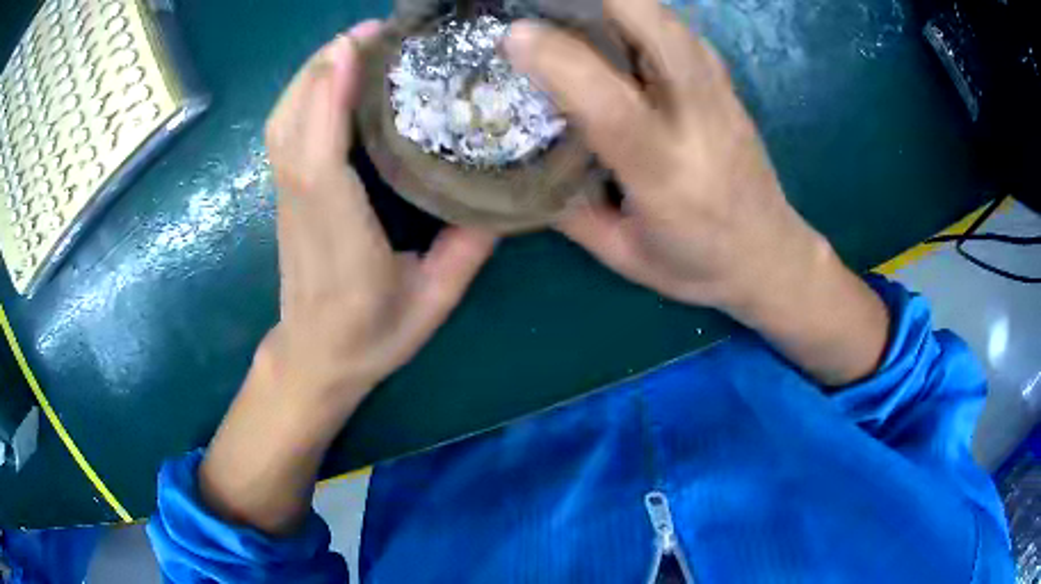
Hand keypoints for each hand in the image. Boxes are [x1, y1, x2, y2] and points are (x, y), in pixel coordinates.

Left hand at [263, 23, 496, 420]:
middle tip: (370, 30)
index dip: (330, 97)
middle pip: (291, 125)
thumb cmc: (371, 338)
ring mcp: (288, 200)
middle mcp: (305, 209)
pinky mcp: (286, 196)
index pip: (320, 159)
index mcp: (342, 241)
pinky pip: (285, 134)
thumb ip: (465, 253)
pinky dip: (304, 95)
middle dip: (322, 67)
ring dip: (311, 75)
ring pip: (281, 124)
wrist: (314, 359)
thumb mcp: (433, 305)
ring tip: (355, 43)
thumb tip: (500, 198)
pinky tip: (334, 77)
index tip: (357, 47)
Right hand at [506, 0, 820, 310]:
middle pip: (664, 37)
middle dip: (606, 1)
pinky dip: (648, 14)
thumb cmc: (698, 265)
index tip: (515, 34)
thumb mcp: (625, 257)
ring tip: (575, 3)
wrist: (770, 257)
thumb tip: (523, 163)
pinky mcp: (730, 89)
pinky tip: (620, 15)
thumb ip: (572, 211)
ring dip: (625, 1)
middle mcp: (700, 127)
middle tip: (549, 1)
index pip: (614, 109)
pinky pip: (686, 35)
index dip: (563, 64)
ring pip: (677, 26)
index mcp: (668, 180)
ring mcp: (722, 101)